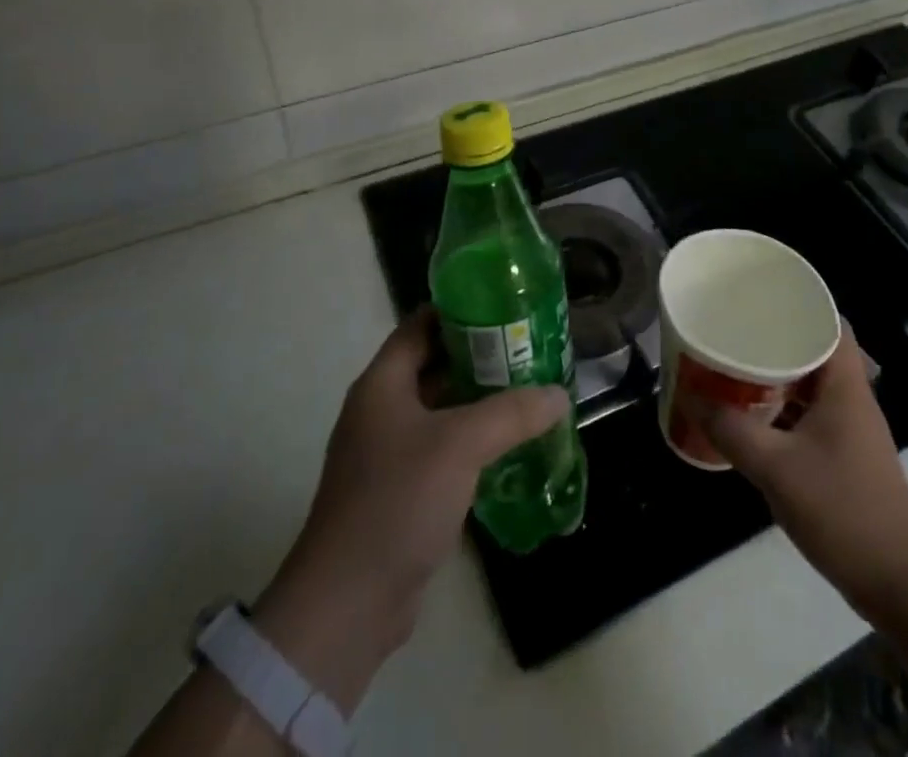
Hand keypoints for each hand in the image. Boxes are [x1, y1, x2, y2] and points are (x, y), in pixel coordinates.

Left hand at [250, 307, 569, 710]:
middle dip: (481, 355)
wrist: (348, 603)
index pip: (421, 324)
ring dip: (480, 399)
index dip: (460, 309)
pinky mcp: (401, 490)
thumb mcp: (460, 445)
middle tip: (529, 348)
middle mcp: (382, 409)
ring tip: (530, 389)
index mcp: (383, 383)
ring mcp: (388, 452)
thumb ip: (512, 413)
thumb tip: (559, 395)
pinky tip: (511, 444)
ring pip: (442, 409)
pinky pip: (442, 448)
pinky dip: (473, 440)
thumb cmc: (397, 500)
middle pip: (435, 364)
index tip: (505, 304)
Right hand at [700, 327, 907, 621]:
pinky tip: (751, 419)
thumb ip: (731, 431)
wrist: (900, 581)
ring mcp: (850, 430)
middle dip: (775, 339)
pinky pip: (808, 415)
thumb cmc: (842, 508)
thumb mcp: (776, 467)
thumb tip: (692, 397)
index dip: (799, 304)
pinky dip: (782, 409)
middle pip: (815, 351)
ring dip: (776, 376)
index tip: (760, 298)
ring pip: (810, 385)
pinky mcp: (844, 457)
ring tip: (734, 368)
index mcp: (845, 385)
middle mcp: (851, 398)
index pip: (830, 322)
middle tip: (734, 331)